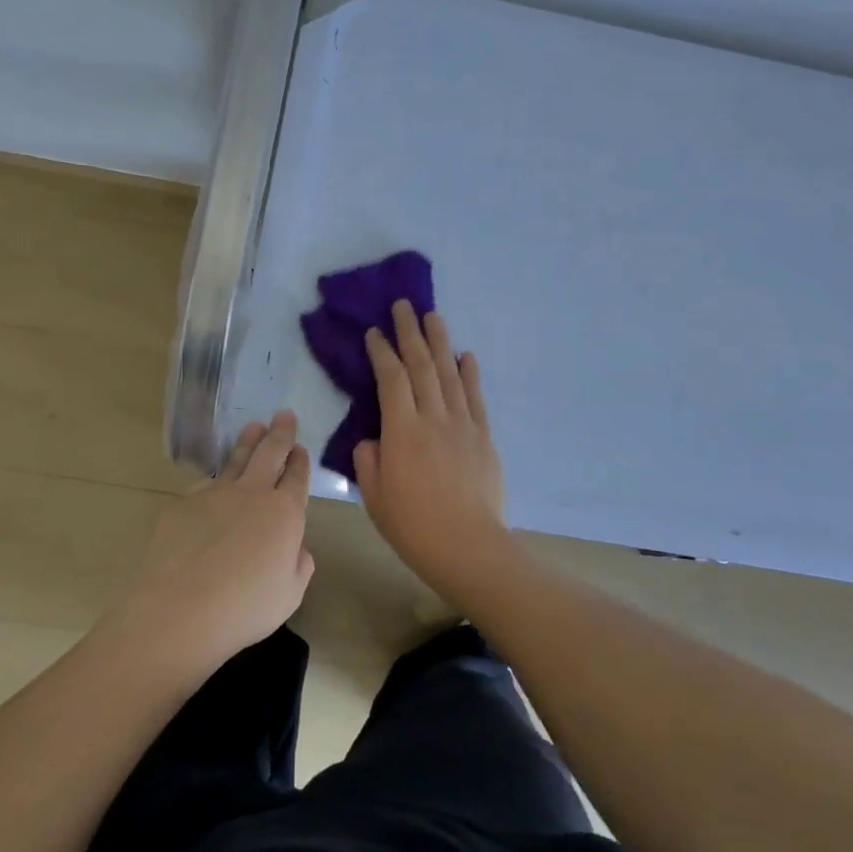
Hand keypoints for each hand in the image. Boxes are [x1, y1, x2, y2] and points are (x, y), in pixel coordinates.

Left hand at [110, 411, 313, 676]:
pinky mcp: (181, 504)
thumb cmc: (244, 609)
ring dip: (248, 442)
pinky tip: (212, 487)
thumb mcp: (290, 594)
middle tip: (284, 415)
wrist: (178, 611)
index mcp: (284, 513)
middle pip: (269, 453)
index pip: (297, 477)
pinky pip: (204, 487)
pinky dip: (213, 483)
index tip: (300, 447)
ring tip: (253, 427)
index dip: (300, 461)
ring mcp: (214, 494)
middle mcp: (252, 493)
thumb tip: (295, 547)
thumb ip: (299, 564)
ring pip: (235, 459)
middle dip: (279, 433)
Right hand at [354, 303, 511, 598]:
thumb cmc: (413, 525)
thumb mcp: (374, 495)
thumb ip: (369, 460)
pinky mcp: (483, 438)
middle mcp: (433, 417)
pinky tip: (466, 356)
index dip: (381, 352)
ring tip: (434, 316)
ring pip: (450, 374)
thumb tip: (375, 440)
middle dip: (411, 332)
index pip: (390, 379)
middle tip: (404, 305)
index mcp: (402, 431)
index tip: (374, 332)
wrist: (468, 547)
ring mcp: (463, 425)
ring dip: (440, 342)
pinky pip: (476, 398)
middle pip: (421, 366)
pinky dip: (470, 374)